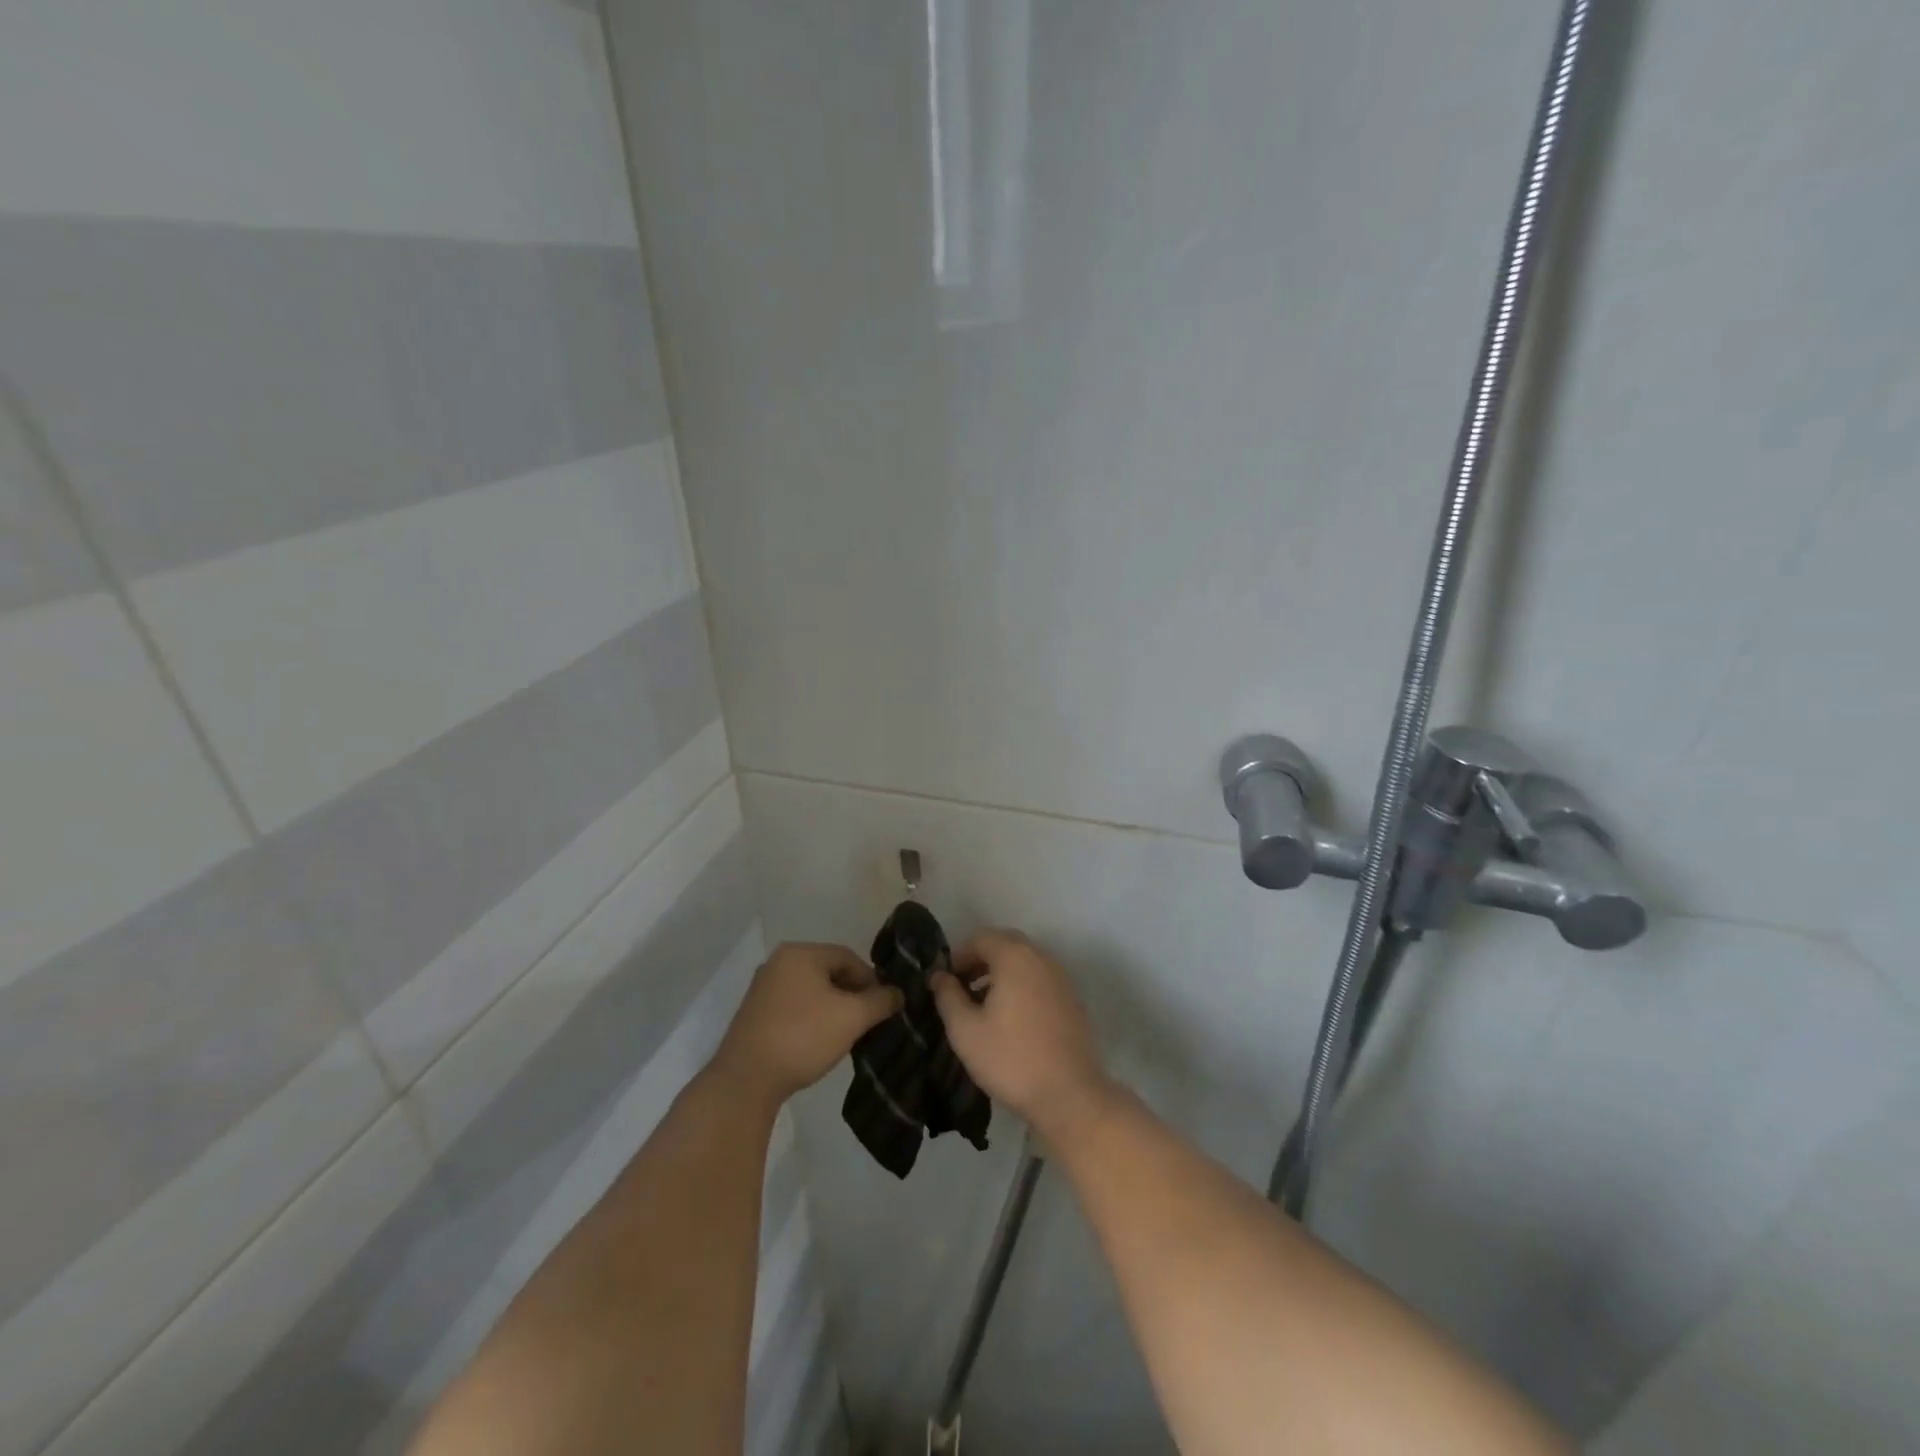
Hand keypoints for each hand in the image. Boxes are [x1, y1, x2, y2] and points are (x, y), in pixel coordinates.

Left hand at [714, 943, 902, 1104]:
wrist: (747, 1080)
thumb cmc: (803, 1036)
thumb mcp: (852, 1017)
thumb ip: (880, 1001)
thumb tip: (898, 993)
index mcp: (800, 953)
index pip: (848, 957)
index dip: (871, 979)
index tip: (884, 1005)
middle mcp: (778, 963)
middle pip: (828, 971)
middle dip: (852, 994)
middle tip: (868, 1020)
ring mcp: (763, 988)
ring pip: (811, 990)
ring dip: (833, 1007)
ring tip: (847, 1033)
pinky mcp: (754, 1014)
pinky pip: (794, 1006)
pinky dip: (812, 1018)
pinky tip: (819, 1040)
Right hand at [929, 929, 1113, 1140]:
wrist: (1069, 1095)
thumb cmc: (1010, 1059)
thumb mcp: (965, 1030)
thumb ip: (948, 996)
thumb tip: (939, 976)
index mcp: (1015, 957)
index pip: (981, 937)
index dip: (958, 955)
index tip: (945, 982)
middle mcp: (1041, 958)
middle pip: (1005, 944)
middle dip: (980, 961)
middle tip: (962, 989)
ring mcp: (1061, 978)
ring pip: (1025, 962)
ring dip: (1001, 973)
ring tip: (983, 1005)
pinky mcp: (1072, 999)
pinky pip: (1040, 979)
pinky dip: (1022, 986)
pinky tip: (1012, 1018)